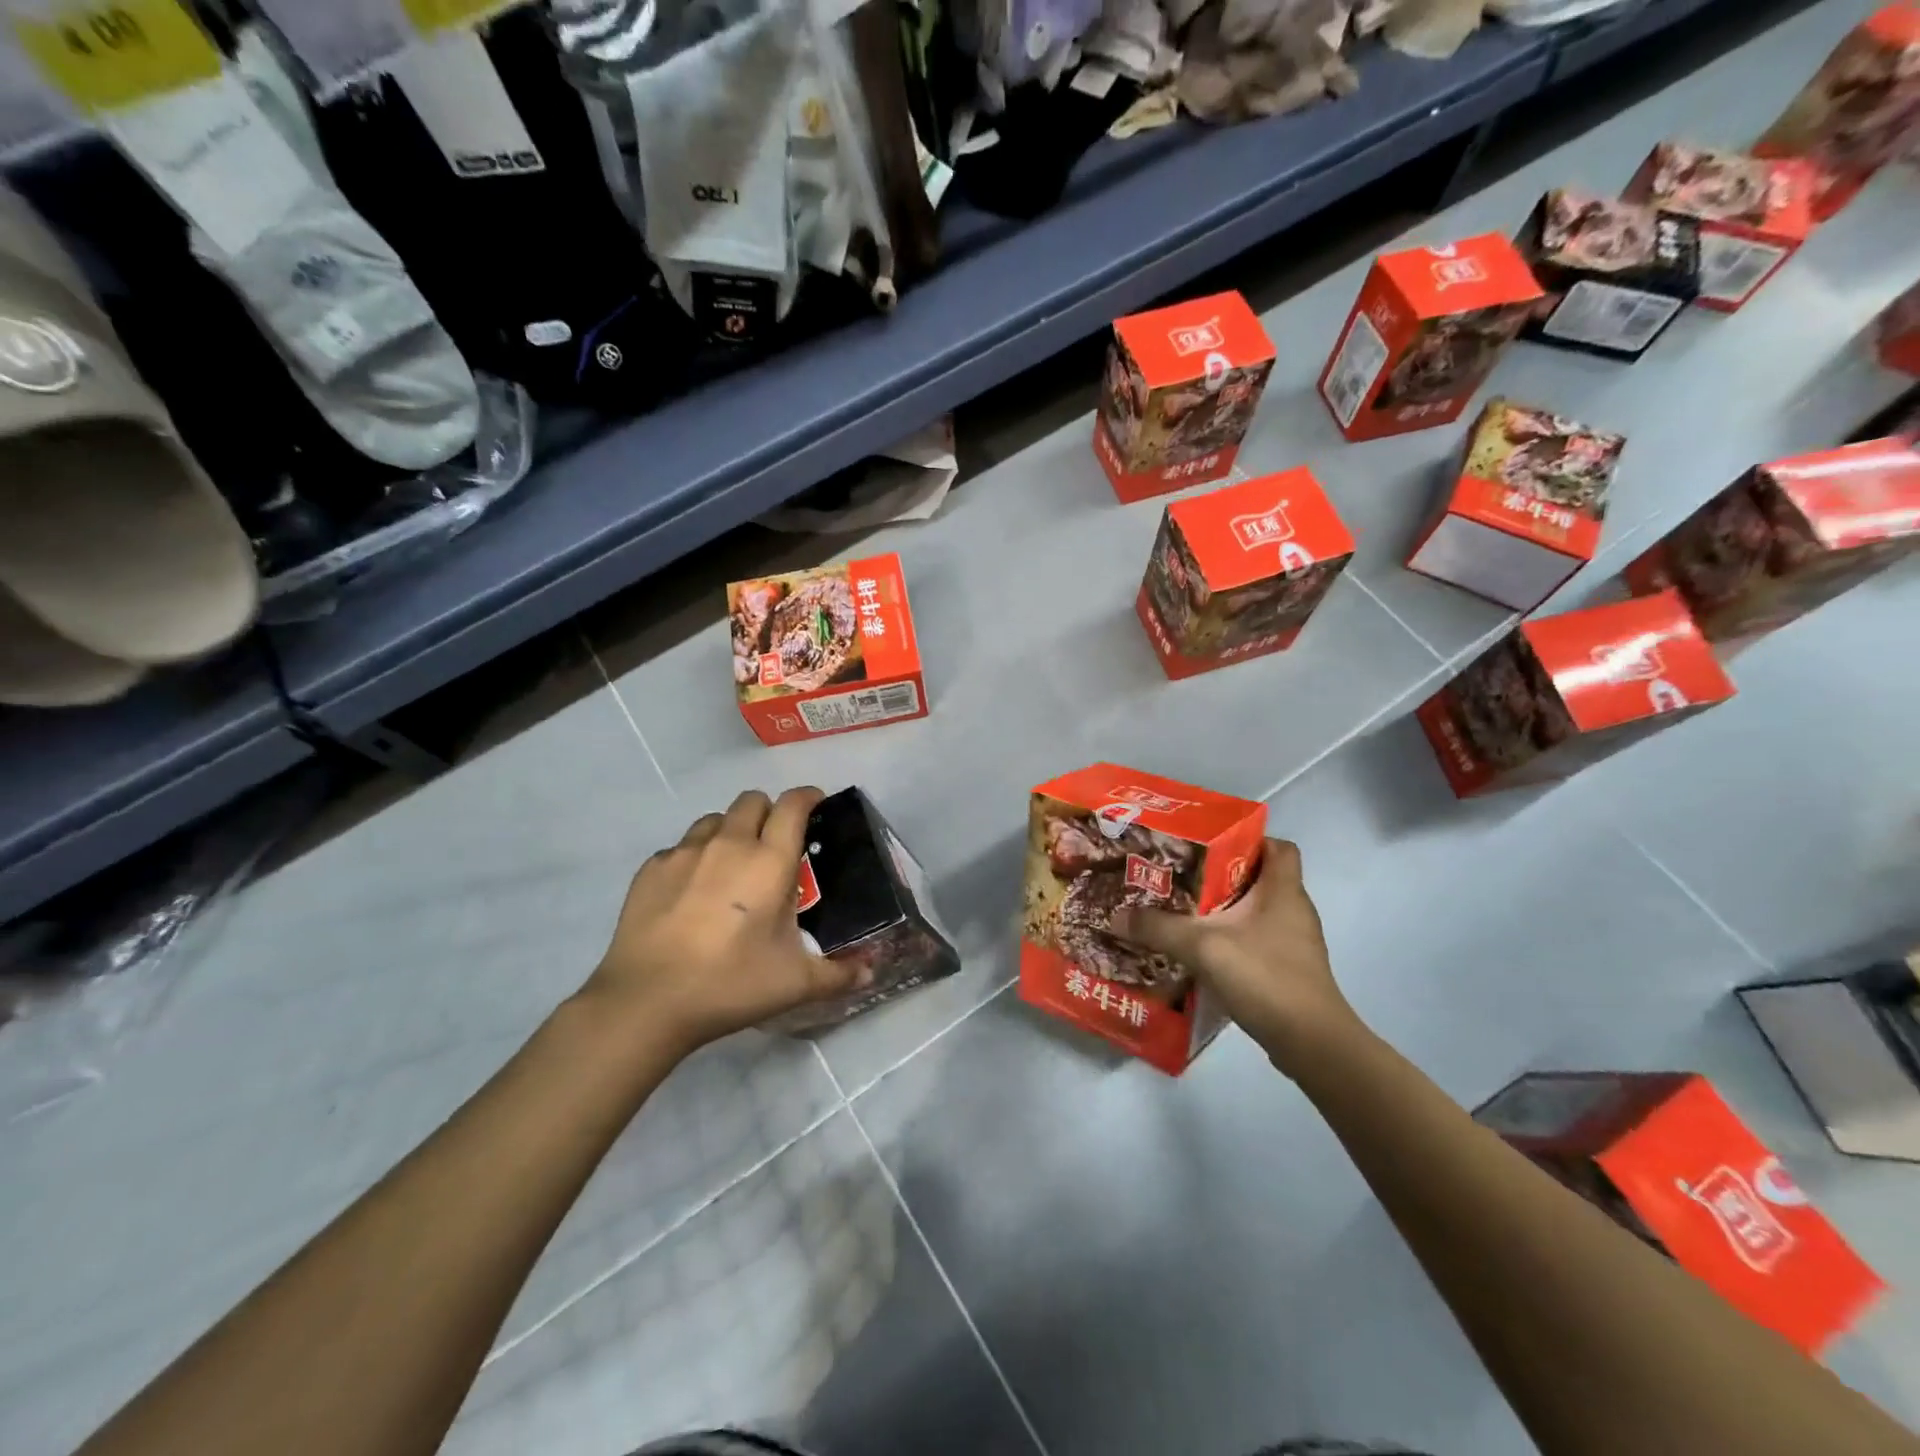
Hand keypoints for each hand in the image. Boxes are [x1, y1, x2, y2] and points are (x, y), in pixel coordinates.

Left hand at [581, 788, 865, 1056]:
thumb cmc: (731, 984)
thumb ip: (839, 975)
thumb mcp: (795, 983)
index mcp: (770, 861)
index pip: (793, 805)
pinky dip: (694, 858)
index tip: (816, 805)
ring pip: (714, 819)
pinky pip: (680, 847)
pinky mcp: (651, 869)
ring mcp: (685, 852)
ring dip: (730, 831)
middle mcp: (729, 844)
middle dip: (768, 813)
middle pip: (753, 800)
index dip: (808, 797)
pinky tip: (692, 892)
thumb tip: (870, 974)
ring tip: (731, 866)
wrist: (647, 1001)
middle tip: (774, 846)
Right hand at [1113, 838, 1360, 1072]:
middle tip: (1182, 876)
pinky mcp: (1289, 970)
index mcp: (1284, 890)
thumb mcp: (1202, 947)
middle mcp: (1294, 910)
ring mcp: (1295, 943)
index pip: (1277, 846)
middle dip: (1222, 875)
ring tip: (1185, 912)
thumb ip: (1158, 928)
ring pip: (1257, 912)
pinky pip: (1257, 940)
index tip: (1210, 844)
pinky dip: (1233, 939)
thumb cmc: (1265, 977)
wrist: (1311, 1044)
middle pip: (1260, 877)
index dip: (1248, 839)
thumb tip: (1115, 916)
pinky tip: (1204, 952)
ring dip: (1225, 910)